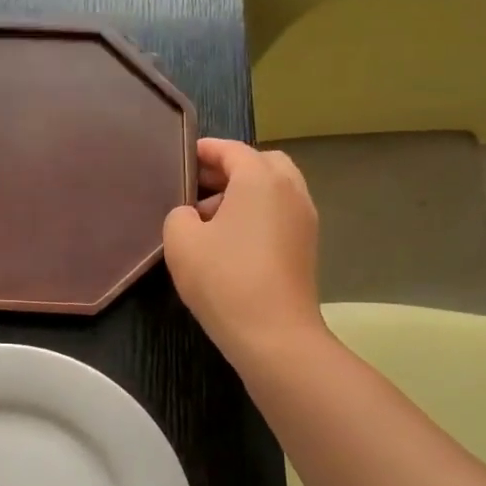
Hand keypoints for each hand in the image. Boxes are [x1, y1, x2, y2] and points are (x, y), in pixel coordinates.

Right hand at [163, 138, 322, 368]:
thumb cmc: (224, 279)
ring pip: (274, 189)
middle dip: (230, 168)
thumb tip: (192, 215)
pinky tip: (230, 240)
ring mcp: (304, 219)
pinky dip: (257, 213)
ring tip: (209, 216)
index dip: (205, 150)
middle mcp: (290, 191)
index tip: (183, 156)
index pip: (232, 150)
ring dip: (244, 192)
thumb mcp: (181, 241)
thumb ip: (179, 215)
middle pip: (262, 163)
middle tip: (198, 185)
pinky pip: (280, 213)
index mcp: (260, 179)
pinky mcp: (306, 246)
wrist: (274, 335)